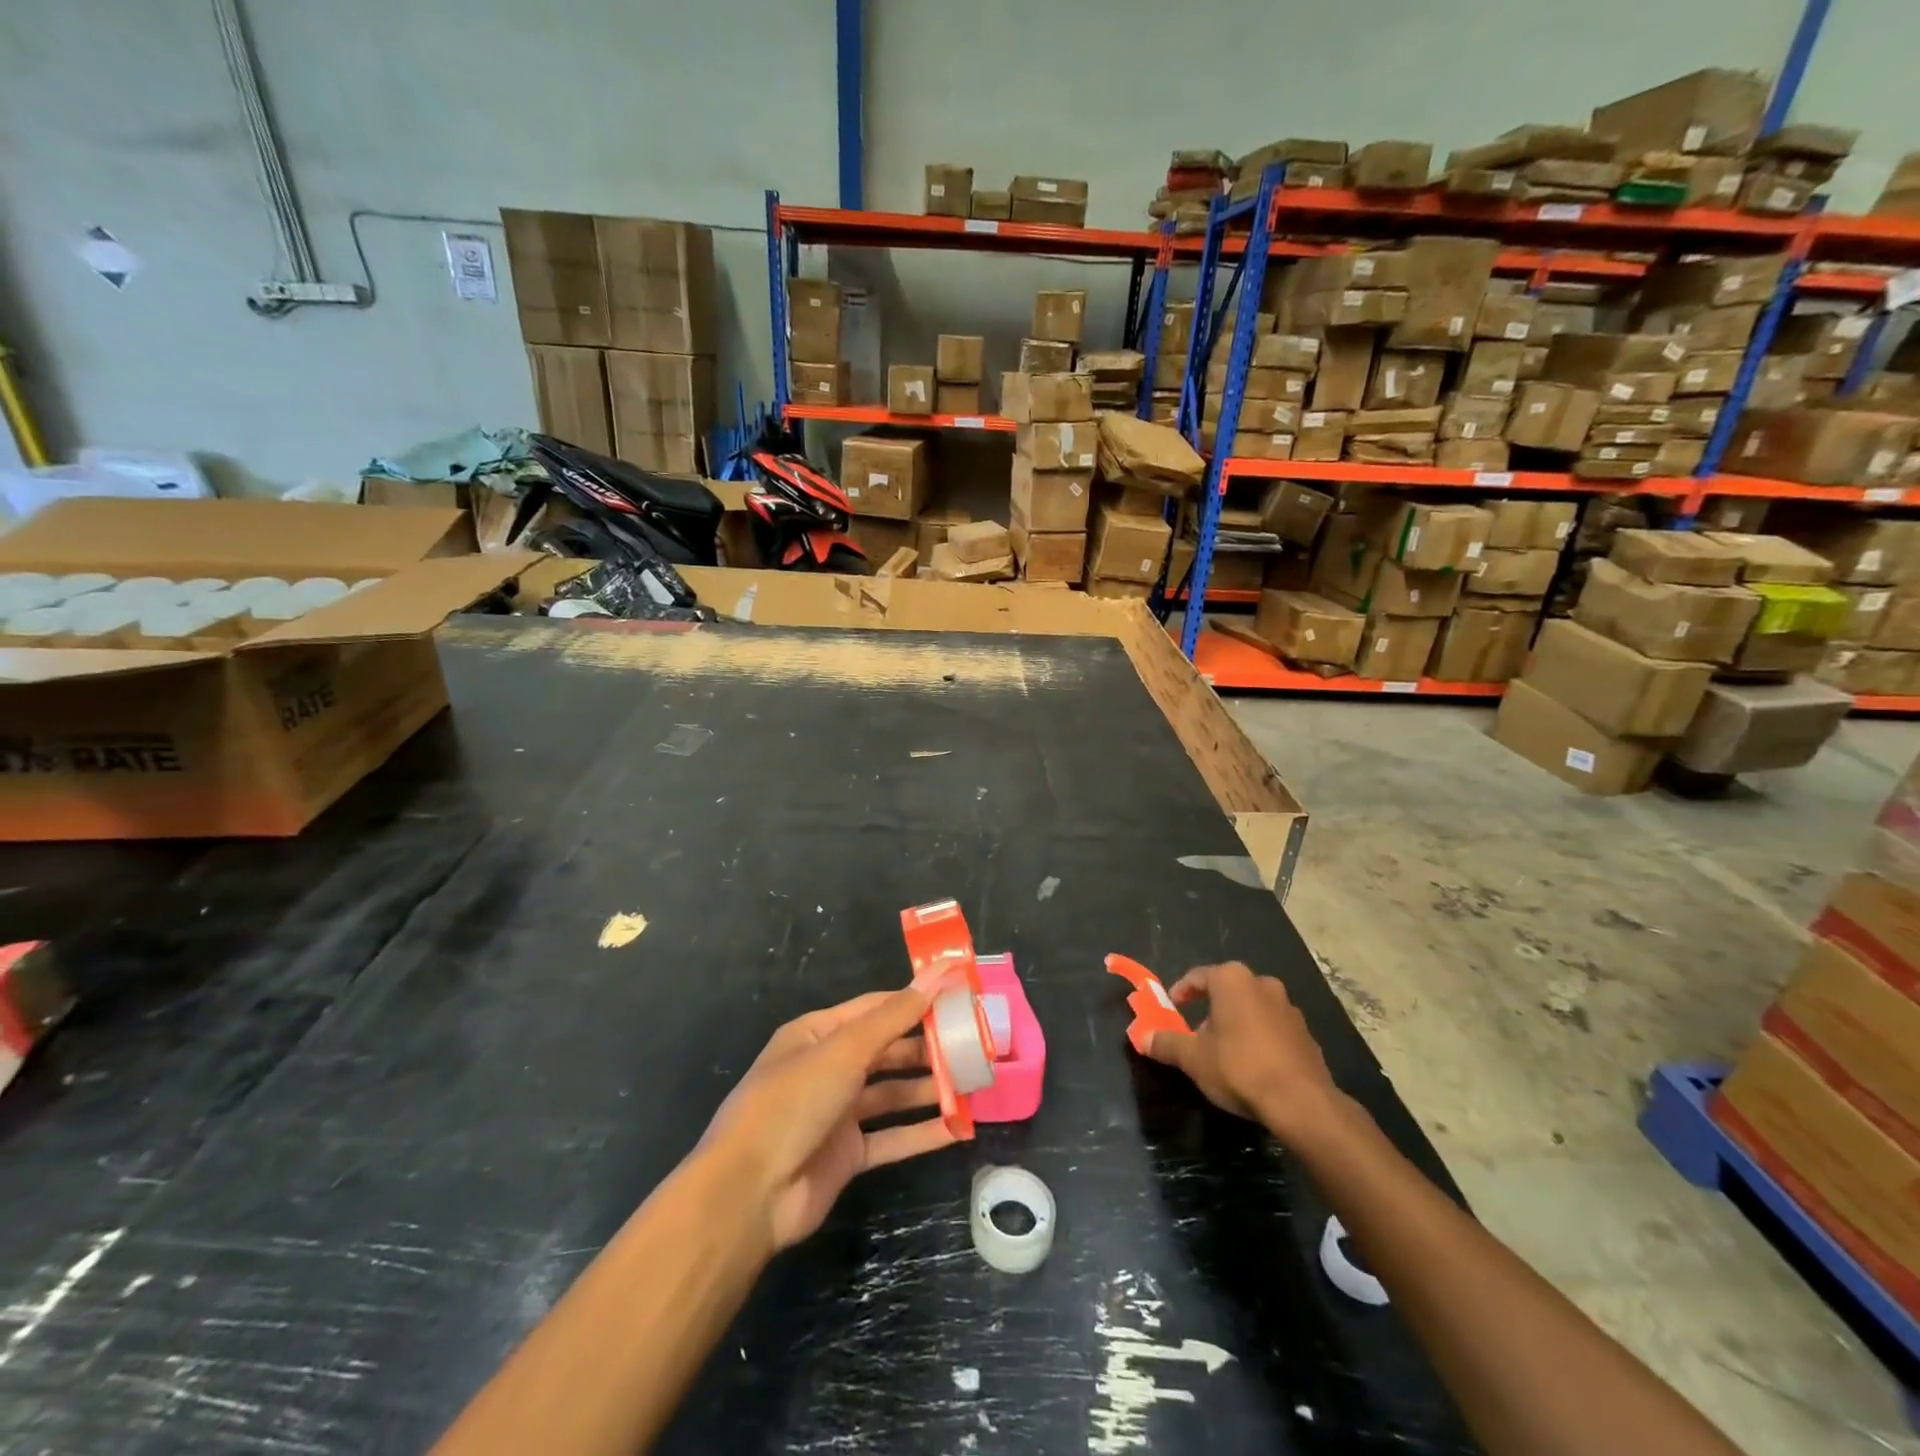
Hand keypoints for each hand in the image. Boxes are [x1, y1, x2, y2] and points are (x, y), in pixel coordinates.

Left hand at [701, 976, 956, 1251]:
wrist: (750, 1193)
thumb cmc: (794, 1102)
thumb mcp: (845, 1050)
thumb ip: (895, 1016)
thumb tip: (937, 974)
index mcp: (818, 1033)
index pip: (875, 1008)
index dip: (915, 1001)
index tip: (958, 996)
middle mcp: (828, 1068)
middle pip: (886, 1050)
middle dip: (927, 1046)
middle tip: (975, 1042)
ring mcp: (837, 1113)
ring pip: (892, 1093)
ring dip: (929, 1088)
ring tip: (974, 1082)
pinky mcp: (847, 1155)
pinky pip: (892, 1137)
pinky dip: (922, 1132)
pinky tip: (958, 1127)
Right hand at [1146, 961, 1339, 1142]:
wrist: (1301, 1103)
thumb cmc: (1239, 1068)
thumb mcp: (1193, 1058)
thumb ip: (1166, 1043)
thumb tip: (1142, 1038)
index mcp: (1232, 980)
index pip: (1198, 976)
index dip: (1181, 992)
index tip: (1171, 1008)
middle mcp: (1262, 984)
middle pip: (1227, 991)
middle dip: (1210, 1010)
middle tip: (1197, 1036)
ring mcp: (1289, 1008)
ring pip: (1252, 1008)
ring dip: (1236, 1024)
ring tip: (1224, 1054)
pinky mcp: (1307, 1034)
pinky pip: (1273, 1028)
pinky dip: (1260, 1039)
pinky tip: (1253, 1066)